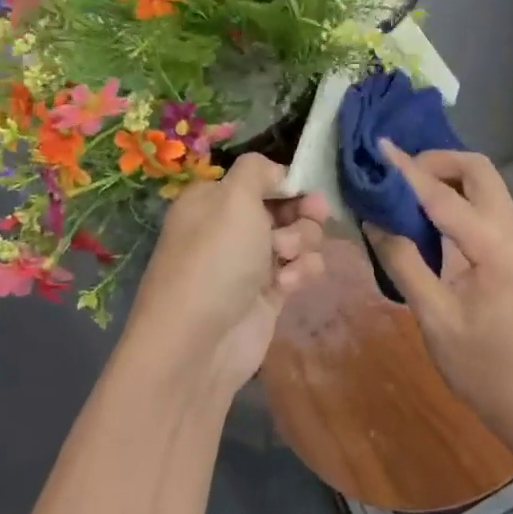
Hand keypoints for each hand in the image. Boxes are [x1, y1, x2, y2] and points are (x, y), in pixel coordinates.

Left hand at [123, 154, 327, 400]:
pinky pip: (299, 270)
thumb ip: (258, 170)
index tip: (304, 187)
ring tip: (286, 259)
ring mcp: (250, 262)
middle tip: (313, 216)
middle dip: (302, 212)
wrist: (199, 343)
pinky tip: (287, 287)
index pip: (260, 178)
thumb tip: (276, 173)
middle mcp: (231, 228)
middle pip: (285, 206)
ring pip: (298, 237)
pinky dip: (301, 273)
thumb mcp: (233, 197)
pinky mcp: (269, 293)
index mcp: (213, 200)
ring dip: (302, 242)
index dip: (286, 181)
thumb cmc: (216, 258)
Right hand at [363, 144, 512, 452]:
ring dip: (454, 184)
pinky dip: (467, 207)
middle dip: (440, 162)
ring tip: (414, 198)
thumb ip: (405, 263)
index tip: (381, 145)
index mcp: (497, 247)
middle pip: (482, 172)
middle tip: (402, 176)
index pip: (443, 195)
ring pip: (492, 191)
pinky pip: (497, 215)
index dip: (408, 170)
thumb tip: (375, 222)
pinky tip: (443, 232)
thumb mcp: (435, 319)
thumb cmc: (486, 371)